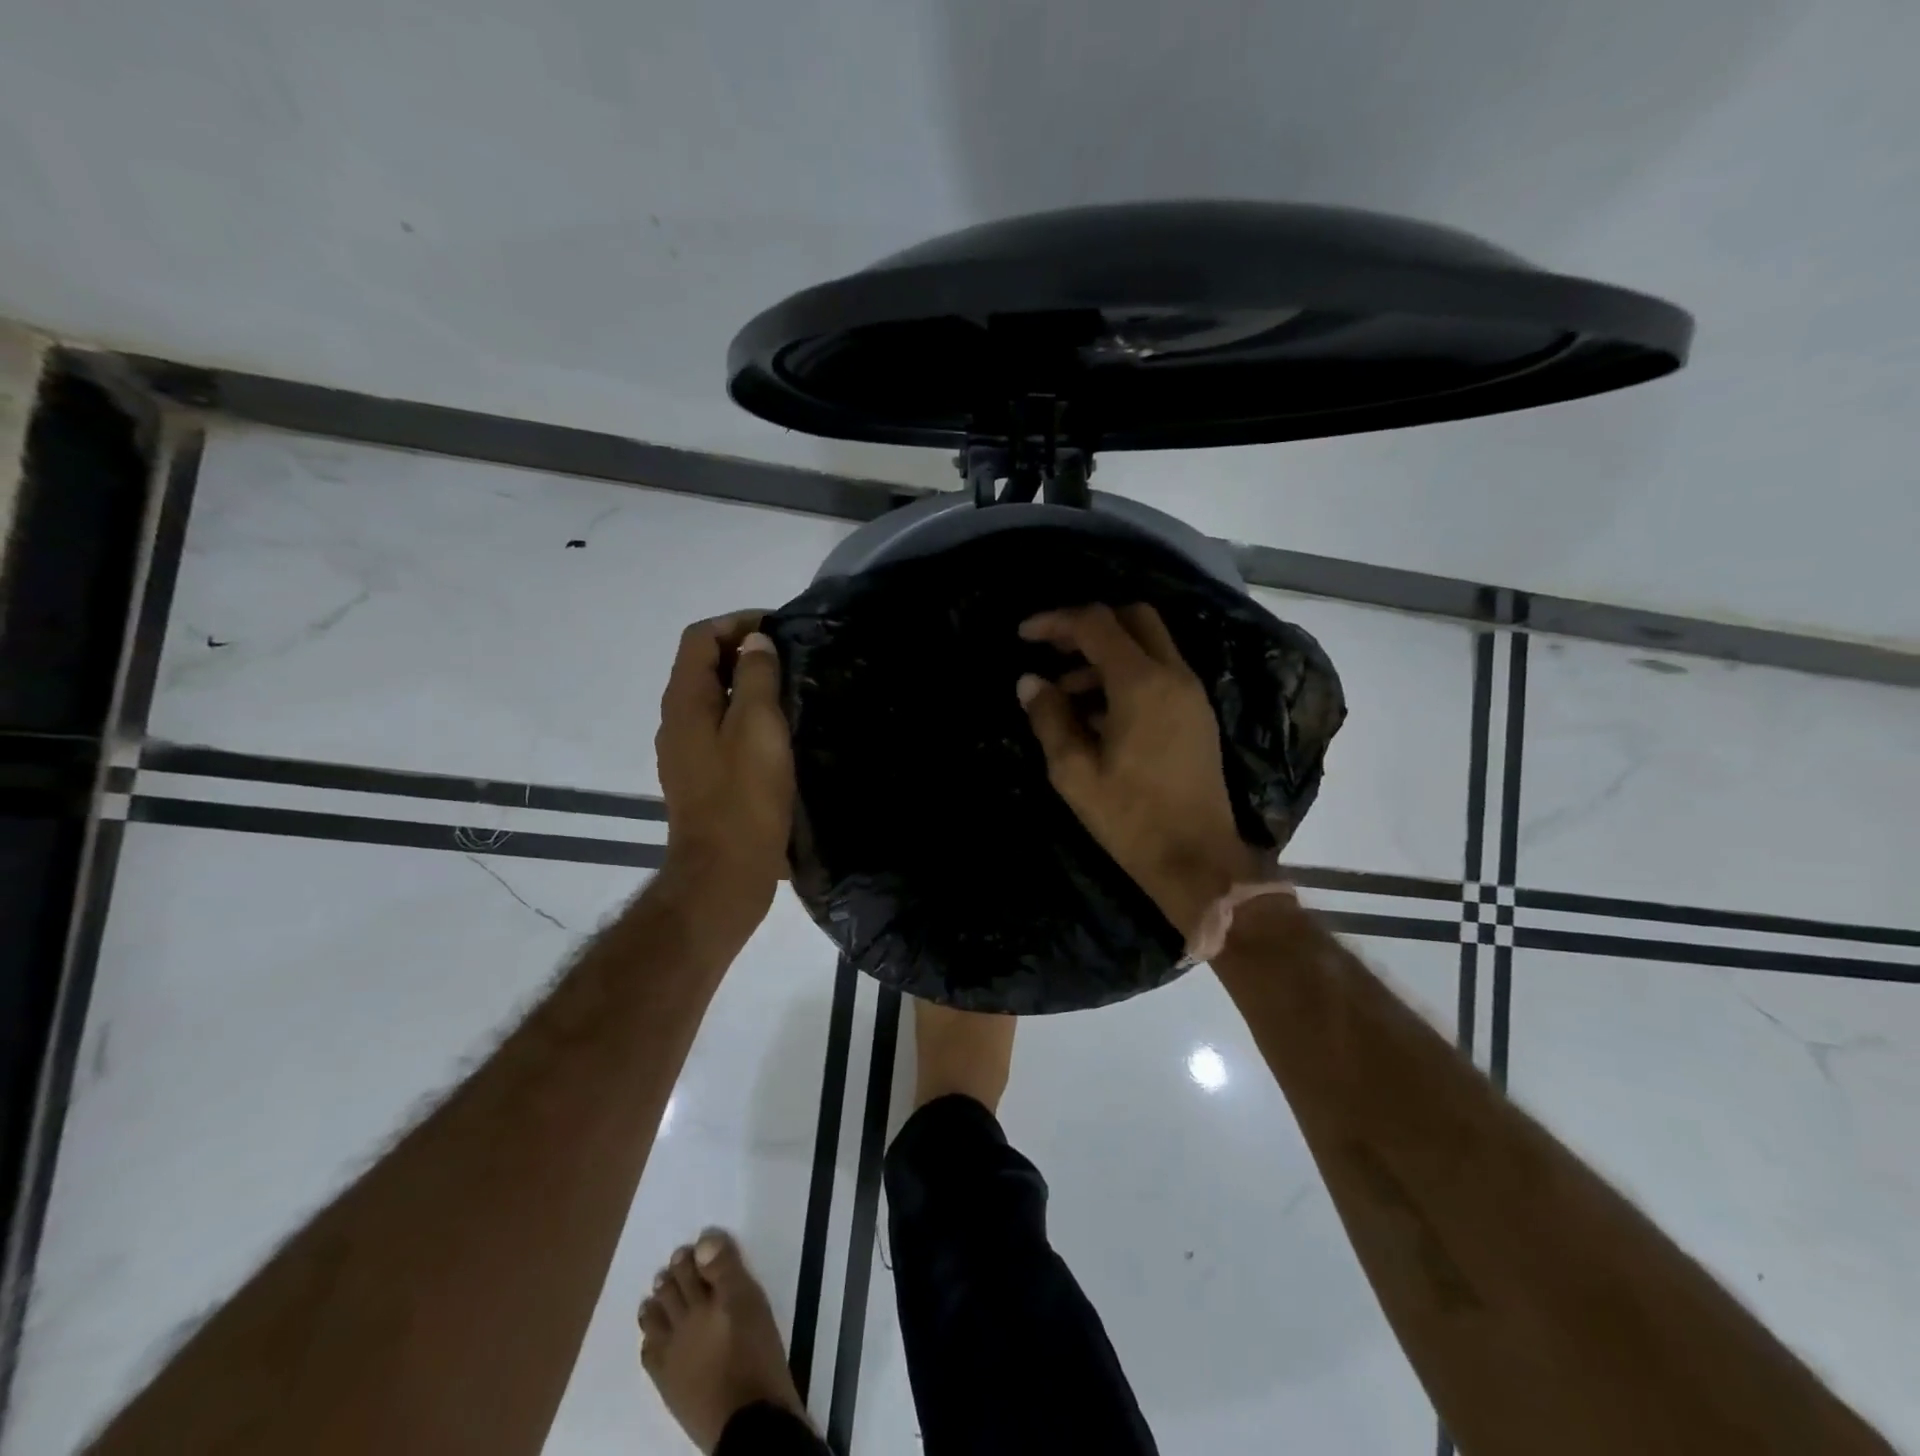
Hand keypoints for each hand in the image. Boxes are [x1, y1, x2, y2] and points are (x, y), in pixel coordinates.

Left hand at [655, 612, 793, 916]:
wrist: (724, 873)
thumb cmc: (744, 797)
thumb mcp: (757, 727)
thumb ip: (755, 678)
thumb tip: (754, 642)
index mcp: (685, 702)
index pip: (699, 638)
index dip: (736, 623)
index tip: (778, 629)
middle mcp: (677, 721)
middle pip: (702, 666)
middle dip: (743, 651)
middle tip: (791, 657)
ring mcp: (687, 752)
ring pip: (713, 700)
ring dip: (746, 685)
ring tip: (790, 689)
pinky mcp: (702, 778)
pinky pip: (720, 729)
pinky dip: (745, 717)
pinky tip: (778, 733)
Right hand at [1017, 603, 1265, 942]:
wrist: (1199, 860)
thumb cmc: (1131, 818)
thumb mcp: (1074, 772)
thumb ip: (1050, 718)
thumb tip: (1030, 681)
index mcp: (1141, 684)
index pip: (1096, 624)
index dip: (1056, 621)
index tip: (1024, 636)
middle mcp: (1173, 675)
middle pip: (1133, 618)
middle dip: (1088, 625)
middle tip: (1053, 651)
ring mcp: (1191, 693)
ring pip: (1149, 644)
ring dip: (1106, 653)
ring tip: (1066, 693)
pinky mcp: (1197, 714)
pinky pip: (1160, 671)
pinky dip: (1126, 674)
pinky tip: (1097, 714)